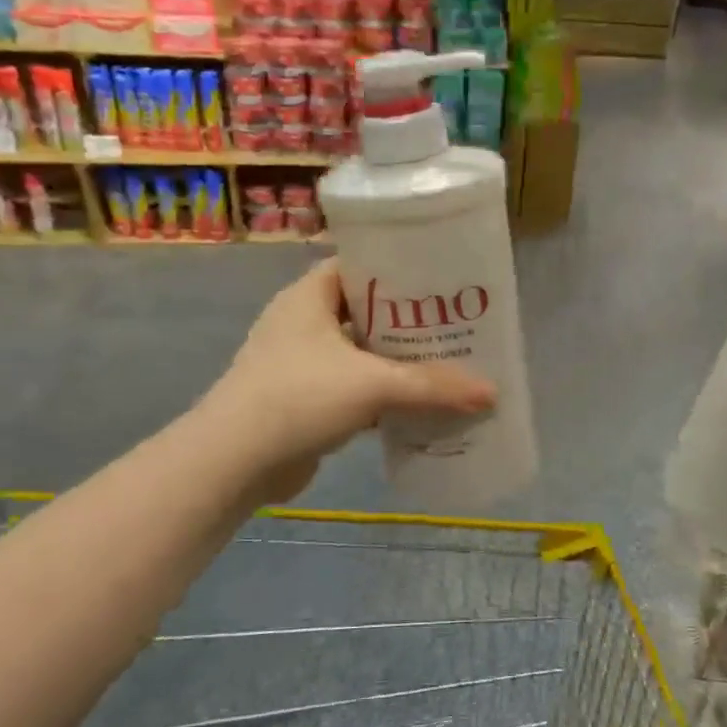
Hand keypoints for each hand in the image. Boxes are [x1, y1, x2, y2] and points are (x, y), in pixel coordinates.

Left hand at [215, 260, 495, 499]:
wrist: (234, 462)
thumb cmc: (299, 397)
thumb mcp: (373, 384)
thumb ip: (433, 386)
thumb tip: (492, 392)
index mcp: (309, 296)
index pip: (360, 265)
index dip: (400, 268)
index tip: (443, 279)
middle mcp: (303, 322)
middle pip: (365, 311)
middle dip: (408, 321)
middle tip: (456, 325)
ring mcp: (300, 363)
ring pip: (361, 353)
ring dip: (397, 361)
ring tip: (447, 363)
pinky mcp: (304, 400)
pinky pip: (352, 388)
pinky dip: (381, 395)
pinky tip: (417, 404)